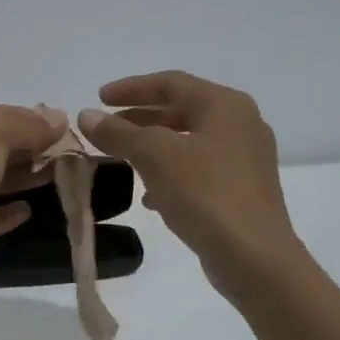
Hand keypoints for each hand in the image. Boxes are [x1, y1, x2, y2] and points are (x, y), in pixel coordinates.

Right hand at [80, 71, 298, 297]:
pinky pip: (198, 170)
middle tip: (105, 129)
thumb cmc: (204, 194)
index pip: (171, 83)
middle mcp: (240, 124)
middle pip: (181, 110)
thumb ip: (118, 133)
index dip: (131, 88)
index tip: (98, 98)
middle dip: (139, 118)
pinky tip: (150, 197)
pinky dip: (170, 173)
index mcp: (225, 105)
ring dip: (151, 147)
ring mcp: (245, 159)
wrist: (253, 257)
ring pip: (188, 142)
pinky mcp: (242, 190)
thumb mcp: (154, 156)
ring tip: (120, 160)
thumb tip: (86, 115)